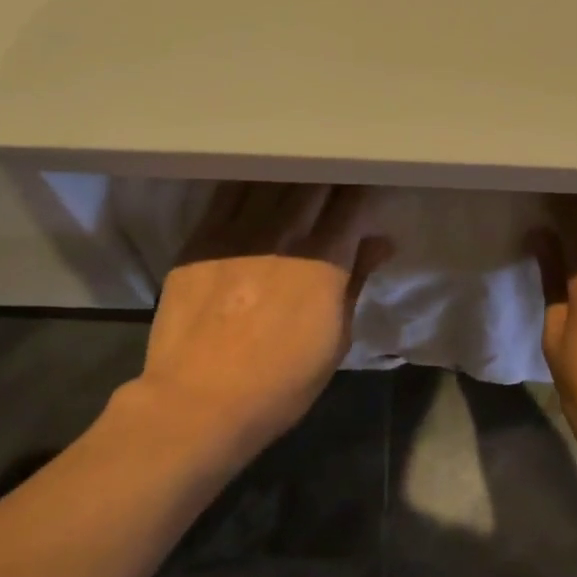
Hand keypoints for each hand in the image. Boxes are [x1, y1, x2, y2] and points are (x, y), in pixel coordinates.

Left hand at [139, 182, 391, 458]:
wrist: (196, 402)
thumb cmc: (279, 383)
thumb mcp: (335, 341)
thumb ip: (356, 281)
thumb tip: (380, 242)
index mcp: (323, 261)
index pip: (353, 202)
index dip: (365, 190)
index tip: (367, 190)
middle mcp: (283, 234)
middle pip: (315, 181)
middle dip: (332, 176)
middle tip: (336, 179)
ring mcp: (238, 230)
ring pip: (273, 178)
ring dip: (293, 173)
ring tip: (299, 174)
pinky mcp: (201, 236)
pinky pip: (229, 192)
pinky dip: (251, 181)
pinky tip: (257, 181)